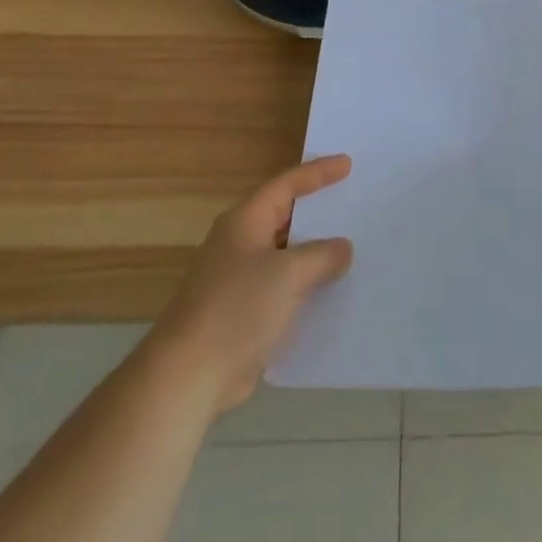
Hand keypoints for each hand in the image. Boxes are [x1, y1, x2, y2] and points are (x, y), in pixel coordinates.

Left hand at [148, 155, 354, 414]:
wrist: (188, 376)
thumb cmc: (237, 309)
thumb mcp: (289, 274)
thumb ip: (322, 255)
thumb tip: (342, 248)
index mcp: (245, 221)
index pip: (286, 184)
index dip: (318, 173)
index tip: (348, 165)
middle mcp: (239, 243)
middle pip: (284, 216)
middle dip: (317, 211)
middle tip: (353, 202)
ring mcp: (238, 280)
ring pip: (285, 255)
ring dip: (315, 252)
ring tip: (353, 248)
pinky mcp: (242, 313)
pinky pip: (283, 288)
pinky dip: (306, 286)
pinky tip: (332, 294)